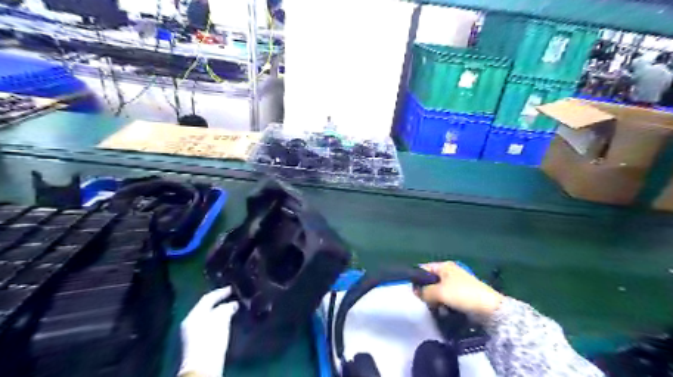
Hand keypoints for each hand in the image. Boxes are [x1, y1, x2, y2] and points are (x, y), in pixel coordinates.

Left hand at [180, 288, 240, 375]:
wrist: (203, 365)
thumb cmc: (211, 339)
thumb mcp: (221, 320)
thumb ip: (226, 308)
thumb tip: (232, 304)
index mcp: (194, 314)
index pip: (208, 298)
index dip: (220, 292)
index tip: (232, 288)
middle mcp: (191, 322)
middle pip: (206, 308)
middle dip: (220, 302)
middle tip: (232, 297)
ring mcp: (192, 333)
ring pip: (208, 317)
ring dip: (220, 312)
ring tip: (232, 308)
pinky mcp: (197, 342)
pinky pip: (209, 325)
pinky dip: (218, 321)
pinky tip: (227, 321)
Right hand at [416, 263, 504, 320]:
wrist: (489, 309)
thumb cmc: (462, 295)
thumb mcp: (439, 292)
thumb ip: (424, 291)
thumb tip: (417, 293)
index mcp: (444, 266)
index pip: (423, 269)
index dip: (416, 279)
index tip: (413, 292)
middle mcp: (449, 273)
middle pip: (430, 281)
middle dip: (426, 292)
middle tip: (426, 302)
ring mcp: (456, 284)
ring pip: (437, 292)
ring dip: (435, 301)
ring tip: (437, 309)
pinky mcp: (462, 296)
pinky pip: (446, 299)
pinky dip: (444, 305)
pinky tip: (445, 312)